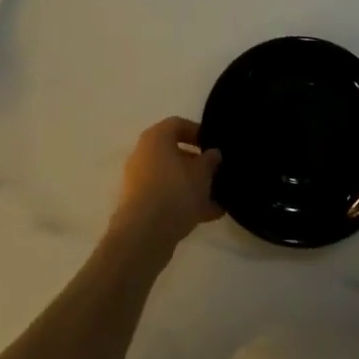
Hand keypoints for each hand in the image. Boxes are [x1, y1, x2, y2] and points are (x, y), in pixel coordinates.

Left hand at [109, 117, 221, 252]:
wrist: (144, 234)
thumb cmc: (175, 191)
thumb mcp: (201, 173)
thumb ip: (210, 160)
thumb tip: (213, 153)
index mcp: (156, 137)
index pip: (178, 124)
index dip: (198, 132)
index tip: (213, 146)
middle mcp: (143, 154)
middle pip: (174, 152)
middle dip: (197, 163)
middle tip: (216, 173)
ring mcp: (140, 180)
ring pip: (171, 177)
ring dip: (193, 186)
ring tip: (218, 199)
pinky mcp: (140, 204)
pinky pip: (166, 197)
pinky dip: (184, 203)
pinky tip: (209, 215)